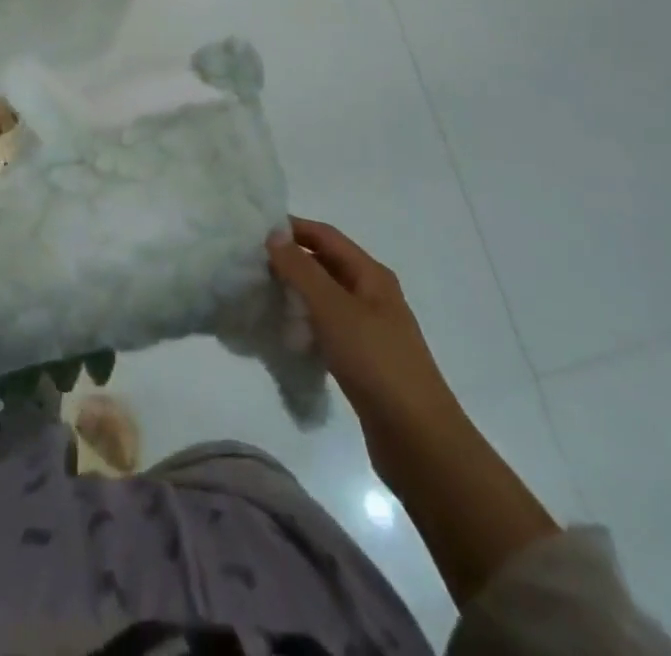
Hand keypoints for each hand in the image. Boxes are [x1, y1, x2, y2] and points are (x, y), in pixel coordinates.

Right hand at [267, 217, 456, 469]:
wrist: (419, 440)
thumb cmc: (376, 363)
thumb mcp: (334, 309)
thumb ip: (302, 270)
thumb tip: (274, 234)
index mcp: (371, 275)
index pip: (325, 236)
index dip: (293, 229)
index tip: (254, 232)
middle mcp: (372, 295)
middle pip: (326, 265)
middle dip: (291, 262)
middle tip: (251, 267)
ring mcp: (369, 330)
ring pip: (325, 299)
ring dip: (296, 295)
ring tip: (260, 298)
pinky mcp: (363, 361)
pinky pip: (327, 330)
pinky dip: (306, 326)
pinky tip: (285, 337)